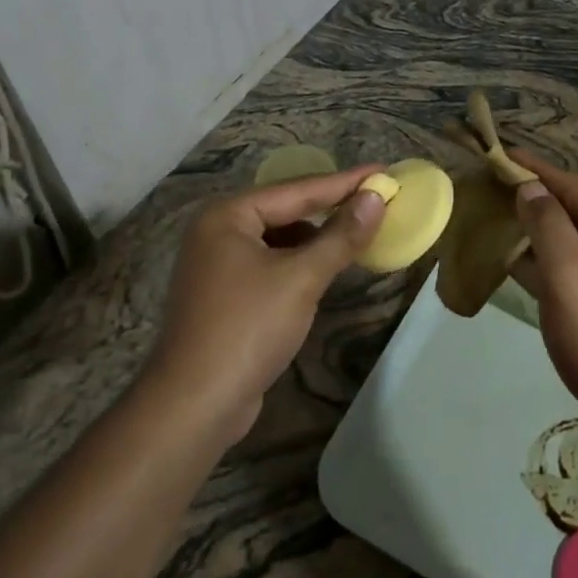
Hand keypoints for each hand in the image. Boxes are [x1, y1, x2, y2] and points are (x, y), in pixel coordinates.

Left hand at [149, 167, 386, 441]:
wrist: (194, 406)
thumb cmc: (248, 328)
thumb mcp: (302, 278)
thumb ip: (341, 235)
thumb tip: (376, 197)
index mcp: (228, 215)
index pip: (298, 189)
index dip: (344, 182)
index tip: (382, 171)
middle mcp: (217, 230)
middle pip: (286, 209)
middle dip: (331, 206)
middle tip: (375, 198)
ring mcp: (217, 263)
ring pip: (279, 238)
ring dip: (316, 236)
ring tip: (356, 232)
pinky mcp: (224, 293)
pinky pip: (270, 263)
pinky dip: (299, 261)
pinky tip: (324, 268)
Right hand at [509, 153, 577, 448]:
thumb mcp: (570, 278)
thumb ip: (547, 225)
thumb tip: (529, 187)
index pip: (574, 186)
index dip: (532, 170)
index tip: (495, 152)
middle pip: (575, 209)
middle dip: (531, 200)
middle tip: (485, 186)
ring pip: (574, 238)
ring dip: (535, 230)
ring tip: (491, 213)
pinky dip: (547, 259)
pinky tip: (512, 255)